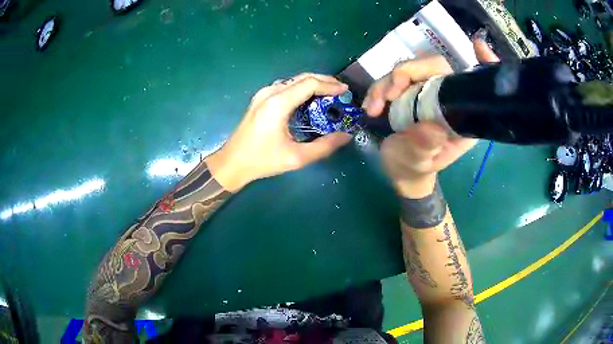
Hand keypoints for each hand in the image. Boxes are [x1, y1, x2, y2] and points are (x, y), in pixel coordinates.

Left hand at [206, 73, 351, 191]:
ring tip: (330, 94)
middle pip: (302, 78)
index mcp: (278, 103)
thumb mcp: (296, 157)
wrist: (232, 163)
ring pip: (294, 80)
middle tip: (341, 91)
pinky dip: (302, 89)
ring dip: (313, 84)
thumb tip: (345, 136)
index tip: (345, 91)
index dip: (330, 85)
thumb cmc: (262, 161)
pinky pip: (286, 87)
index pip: (309, 84)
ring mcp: (263, 94)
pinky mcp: (260, 99)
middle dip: (324, 81)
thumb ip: (324, 146)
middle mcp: (270, 93)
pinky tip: (310, 99)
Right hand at [363, 39, 499, 197]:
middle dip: (406, 73)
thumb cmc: (414, 167)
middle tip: (388, 95)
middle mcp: (447, 97)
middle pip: (433, 66)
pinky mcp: (408, 90)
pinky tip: (370, 107)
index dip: (482, 63)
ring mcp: (426, 91)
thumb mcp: (419, 162)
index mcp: (462, 115)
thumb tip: (432, 126)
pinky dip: (378, 88)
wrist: (399, 169)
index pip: (471, 83)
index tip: (479, 46)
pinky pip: (392, 78)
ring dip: (385, 83)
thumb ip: (425, 146)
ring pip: (408, 69)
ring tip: (373, 109)